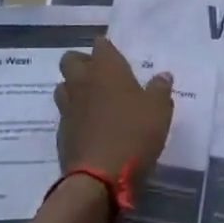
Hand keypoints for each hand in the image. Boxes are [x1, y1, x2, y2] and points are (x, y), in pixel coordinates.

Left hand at [54, 37, 174, 190]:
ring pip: (63, 86)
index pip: (101, 44)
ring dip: (74, 88)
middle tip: (102, 77)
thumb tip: (163, 75)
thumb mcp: (159, 111)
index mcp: (106, 70)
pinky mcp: (61, 131)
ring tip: (93, 101)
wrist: (99, 177)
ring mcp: (67, 107)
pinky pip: (64, 114)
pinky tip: (90, 127)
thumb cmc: (134, 135)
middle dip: (83, 63)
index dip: (108, 49)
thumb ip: (160, 89)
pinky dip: (75, 115)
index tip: (118, 58)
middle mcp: (82, 82)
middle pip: (71, 59)